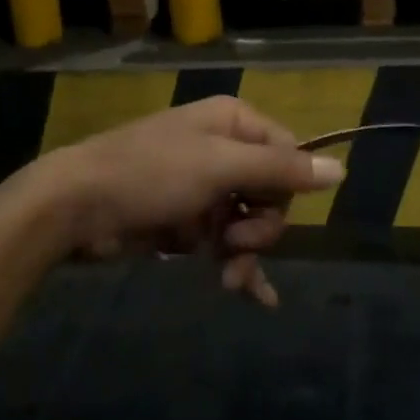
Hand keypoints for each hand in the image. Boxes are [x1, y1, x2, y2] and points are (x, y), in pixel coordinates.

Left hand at [33, 97, 344, 305]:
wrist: (76, 206)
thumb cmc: (150, 175)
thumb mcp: (219, 167)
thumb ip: (281, 170)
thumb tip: (343, 171)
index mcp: (233, 122)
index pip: (288, 154)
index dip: (284, 188)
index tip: (261, 209)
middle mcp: (223, 149)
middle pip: (271, 192)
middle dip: (259, 227)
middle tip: (234, 243)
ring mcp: (204, 187)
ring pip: (249, 223)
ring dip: (245, 253)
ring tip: (227, 277)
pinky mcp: (186, 221)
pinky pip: (225, 243)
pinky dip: (238, 267)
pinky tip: (257, 296)